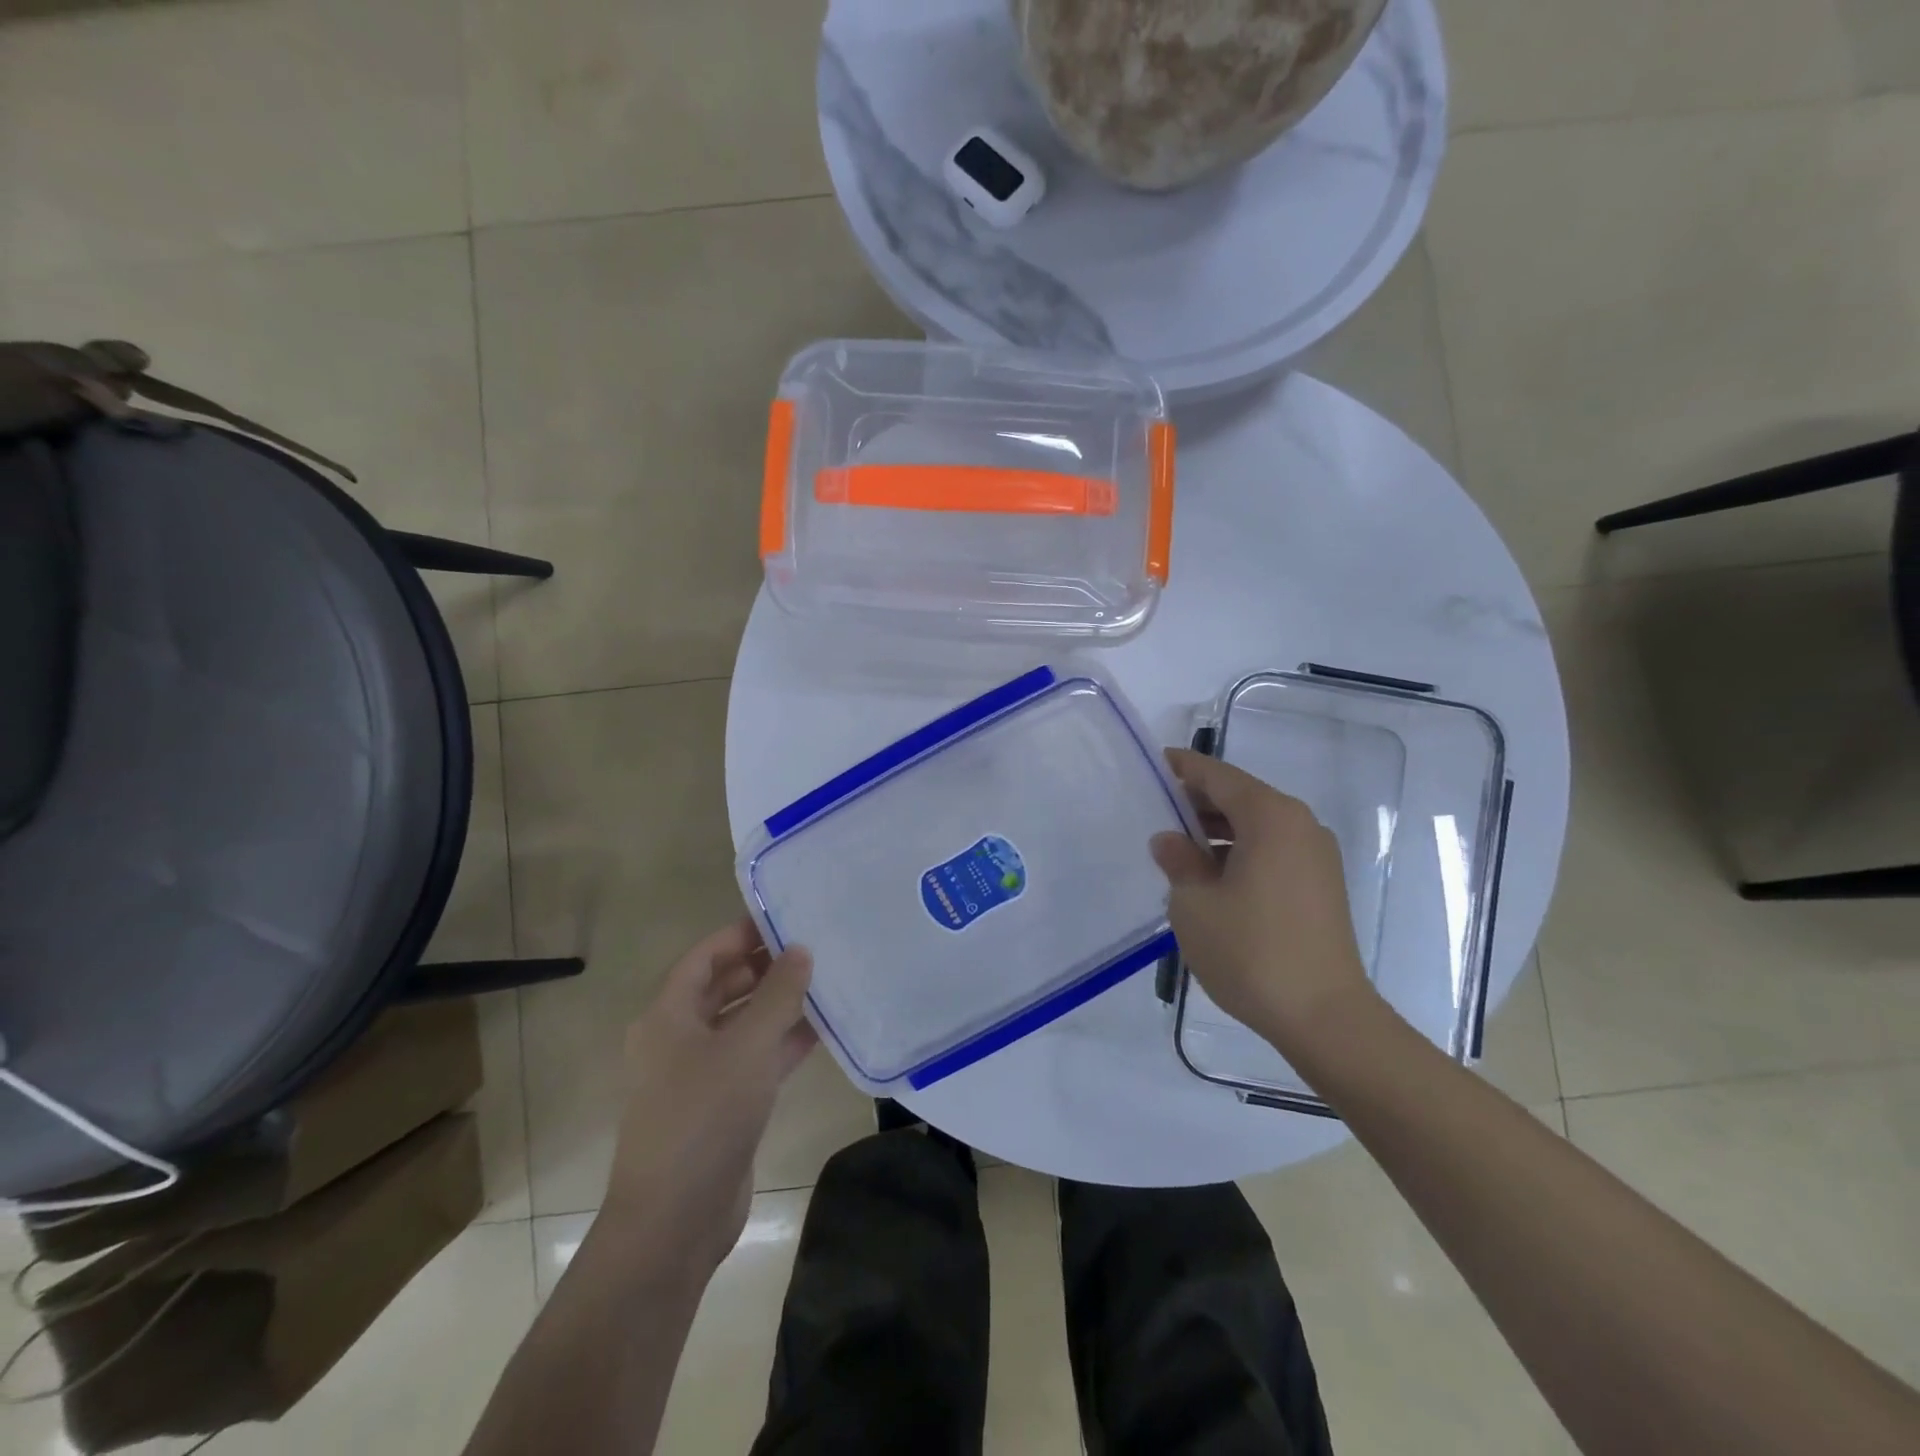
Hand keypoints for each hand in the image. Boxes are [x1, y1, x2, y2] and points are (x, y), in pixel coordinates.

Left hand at [598, 918, 817, 1278]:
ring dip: (778, 1005)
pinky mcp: (723, 1105)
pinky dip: (783, 1043)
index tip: (784, 917)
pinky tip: (823, 1029)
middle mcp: (679, 1039)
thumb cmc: (703, 1116)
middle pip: (723, 987)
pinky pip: (755, 1059)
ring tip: (826, 980)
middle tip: (813, 946)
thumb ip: (778, 994)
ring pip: (743, 1024)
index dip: (740, 934)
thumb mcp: (747, 1046)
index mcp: (668, 1016)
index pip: (704, 957)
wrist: (675, 1221)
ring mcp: (700, 1074)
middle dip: (765, 967)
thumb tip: (800, 949)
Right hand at [1150, 748, 1374, 1054]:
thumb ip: (1179, 861)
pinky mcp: (1322, 884)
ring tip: (1179, 848)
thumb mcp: (1194, 904)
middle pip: (1241, 797)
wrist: (1324, 1016)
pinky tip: (1213, 875)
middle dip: (1199, 802)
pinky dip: (1241, 851)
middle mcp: (1300, 825)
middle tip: (1158, 811)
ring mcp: (1317, 855)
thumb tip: (1171, 841)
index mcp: (1270, 817)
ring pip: (1257, 825)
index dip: (1184, 768)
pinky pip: (1273, 850)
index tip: (1156, 763)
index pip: (1218, 777)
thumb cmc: (1251, 951)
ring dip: (1219, 830)